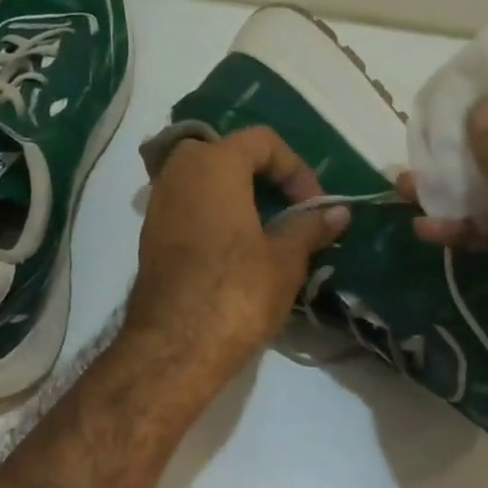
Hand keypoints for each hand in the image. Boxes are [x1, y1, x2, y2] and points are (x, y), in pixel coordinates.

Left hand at [127, 126, 348, 379]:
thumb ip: (310, 227)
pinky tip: (234, 251)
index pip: (261, 141)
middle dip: (260, 176)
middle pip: (225, 154)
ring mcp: (157, 206)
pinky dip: (213, 216)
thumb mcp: (285, 260)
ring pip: (202, 182)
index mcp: (213, 165)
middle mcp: (177, 174)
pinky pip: (187, 209)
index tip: (313, 206)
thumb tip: (337, 213)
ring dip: (236, 197)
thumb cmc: (236, 293)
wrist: (174, 346)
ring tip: (264, 232)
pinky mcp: (150, 238)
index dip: (296, 168)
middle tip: (285, 208)